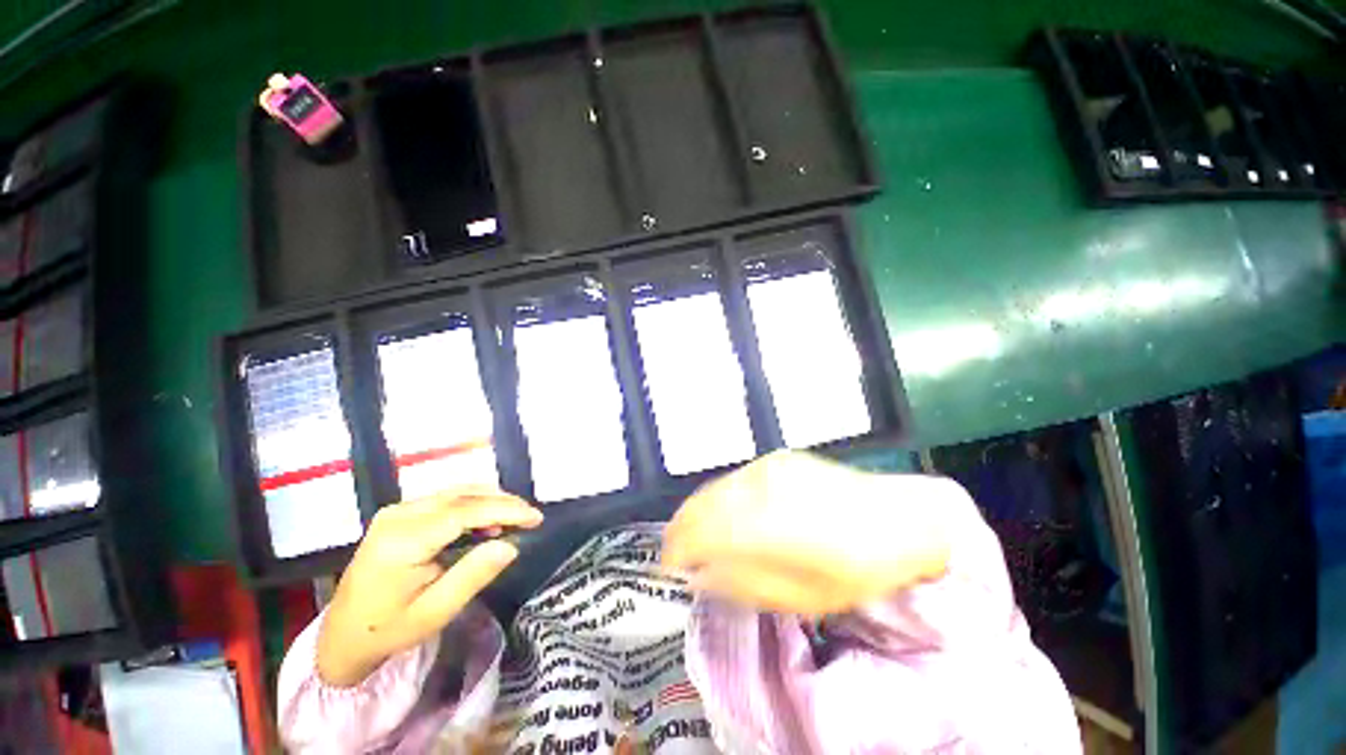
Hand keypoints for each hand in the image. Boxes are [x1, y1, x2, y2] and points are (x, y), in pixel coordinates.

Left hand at [316, 487, 542, 686]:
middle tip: (531, 517)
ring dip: (490, 500)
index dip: (505, 510)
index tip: (536, 517)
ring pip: (457, 491)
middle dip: (503, 502)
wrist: (340, 636)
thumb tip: (511, 545)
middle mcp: (399, 515)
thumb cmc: (387, 631)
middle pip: (463, 495)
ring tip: (515, 518)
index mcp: (402, 540)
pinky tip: (487, 520)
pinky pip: (446, 498)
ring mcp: (397, 510)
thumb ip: (473, 576)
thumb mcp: (434, 613)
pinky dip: (474, 504)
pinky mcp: (399, 513)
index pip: (465, 512)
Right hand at [663, 451, 953, 615]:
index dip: (679, 548)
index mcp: (772, 525)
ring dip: (695, 512)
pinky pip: (733, 479)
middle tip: (673, 552)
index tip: (667, 566)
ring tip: (688, 534)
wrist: (900, 518)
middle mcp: (764, 487)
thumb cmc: (859, 569)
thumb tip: (702, 573)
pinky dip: (716, 497)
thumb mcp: (805, 597)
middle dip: (681, 529)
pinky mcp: (777, 460)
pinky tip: (717, 512)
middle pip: (704, 504)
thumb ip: (746, 583)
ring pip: (715, 488)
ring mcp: (770, 468)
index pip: (705, 531)